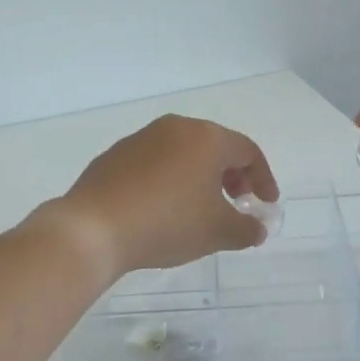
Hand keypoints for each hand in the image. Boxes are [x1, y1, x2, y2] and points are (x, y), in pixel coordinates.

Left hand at [44, 115, 279, 276]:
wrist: (94, 229)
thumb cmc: (167, 223)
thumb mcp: (217, 232)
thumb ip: (246, 229)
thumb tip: (257, 228)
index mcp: (206, 138)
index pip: (248, 151)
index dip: (263, 178)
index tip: (265, 204)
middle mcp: (175, 128)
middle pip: (215, 147)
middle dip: (232, 176)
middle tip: (235, 203)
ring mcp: (141, 139)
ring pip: (183, 154)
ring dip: (199, 178)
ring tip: (199, 209)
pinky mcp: (115, 156)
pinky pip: (155, 164)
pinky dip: (169, 180)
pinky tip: (162, 210)